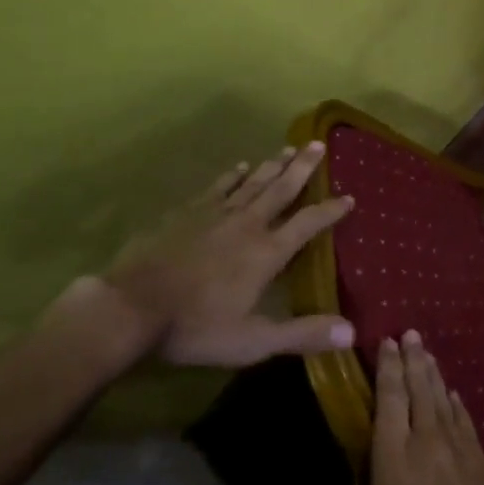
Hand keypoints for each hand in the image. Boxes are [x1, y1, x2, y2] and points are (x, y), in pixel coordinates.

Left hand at [100, 143, 355, 367]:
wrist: (132, 307)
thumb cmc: (195, 327)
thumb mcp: (253, 340)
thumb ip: (302, 334)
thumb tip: (351, 331)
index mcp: (267, 252)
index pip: (308, 223)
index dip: (331, 210)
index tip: (349, 196)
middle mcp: (248, 224)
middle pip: (282, 188)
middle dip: (303, 167)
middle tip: (318, 144)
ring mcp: (216, 213)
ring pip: (253, 181)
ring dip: (273, 164)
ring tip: (289, 148)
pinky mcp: (187, 212)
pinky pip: (218, 186)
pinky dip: (233, 174)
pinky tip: (240, 165)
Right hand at [334, 332, 483, 484]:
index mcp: (394, 461)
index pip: (389, 400)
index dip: (388, 368)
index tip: (386, 342)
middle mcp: (427, 442)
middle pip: (419, 388)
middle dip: (413, 358)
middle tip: (410, 333)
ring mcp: (460, 448)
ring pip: (443, 398)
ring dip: (433, 373)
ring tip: (426, 352)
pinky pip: (465, 419)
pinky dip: (456, 403)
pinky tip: (453, 395)